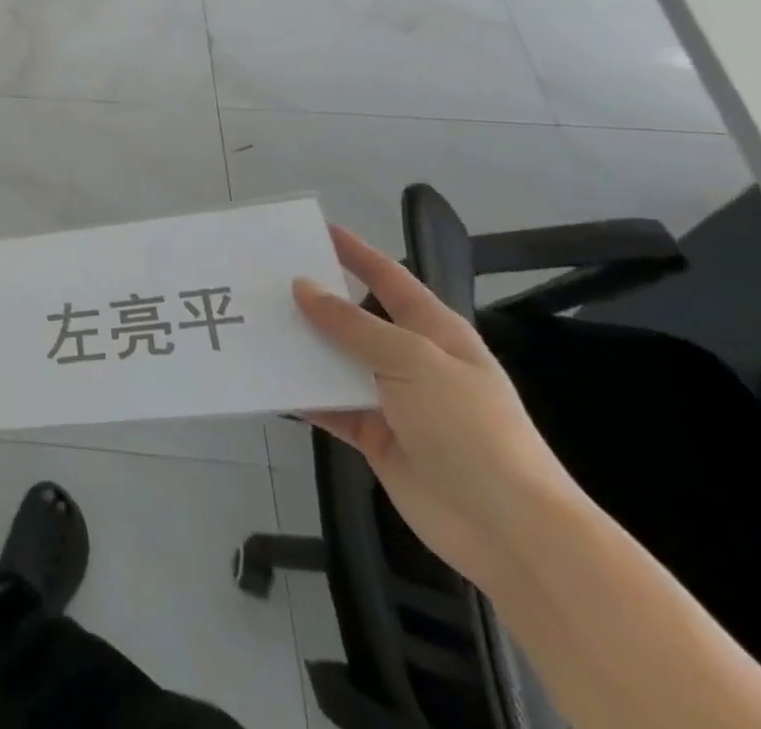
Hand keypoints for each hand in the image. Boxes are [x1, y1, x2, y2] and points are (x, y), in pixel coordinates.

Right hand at [292, 227, 584, 592]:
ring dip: (300, 346)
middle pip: (353, 319)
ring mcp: (390, 400)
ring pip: (334, 361)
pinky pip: (327, 405)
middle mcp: (410, 360)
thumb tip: (302, 287)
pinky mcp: (372, 435)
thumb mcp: (412, 361)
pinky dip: (300, 393)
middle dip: (313, 300)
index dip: (357, 254)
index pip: (390, 279)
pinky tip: (265, 377)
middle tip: (263, 279)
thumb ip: (352, 325)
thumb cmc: (471, 428)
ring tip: (252, 322)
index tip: (317, 231)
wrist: (507, 530)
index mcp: (434, 332)